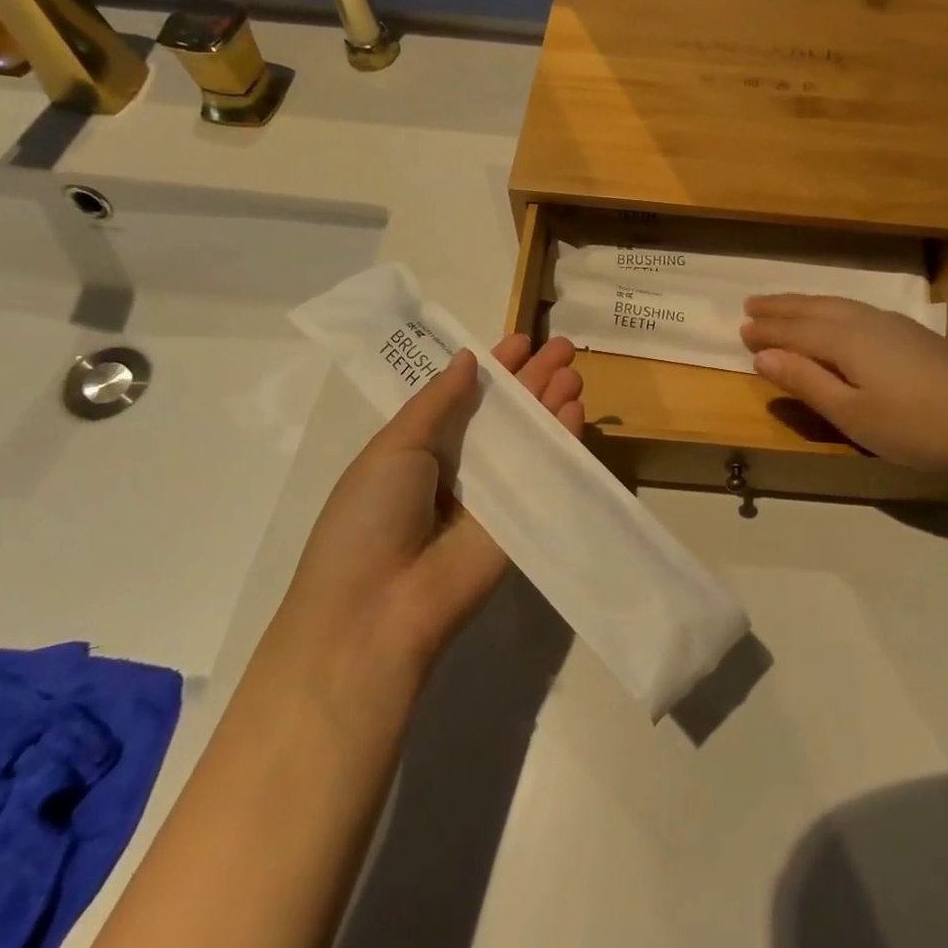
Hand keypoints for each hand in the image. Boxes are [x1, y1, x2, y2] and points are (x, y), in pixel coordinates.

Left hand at [275, 334, 582, 694]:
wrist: (379, 607)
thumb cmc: (371, 515)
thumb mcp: (394, 446)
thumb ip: (437, 401)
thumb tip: (469, 359)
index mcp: (423, 447)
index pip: (467, 396)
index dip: (494, 367)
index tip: (522, 339)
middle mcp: (462, 467)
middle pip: (506, 414)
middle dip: (534, 379)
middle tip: (564, 347)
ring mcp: (495, 496)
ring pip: (530, 439)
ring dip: (553, 404)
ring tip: (575, 371)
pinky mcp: (522, 522)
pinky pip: (545, 475)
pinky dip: (562, 442)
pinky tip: (576, 411)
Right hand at [741, 295, 947, 483]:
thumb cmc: (914, 425)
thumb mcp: (850, 413)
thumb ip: (806, 382)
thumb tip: (763, 357)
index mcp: (844, 340)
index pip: (794, 331)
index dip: (767, 331)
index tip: (740, 330)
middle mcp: (865, 322)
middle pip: (814, 309)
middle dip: (781, 308)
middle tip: (751, 305)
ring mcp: (894, 325)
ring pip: (838, 305)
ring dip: (806, 304)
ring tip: (786, 306)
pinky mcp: (915, 335)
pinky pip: (857, 311)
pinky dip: (833, 309)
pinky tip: (839, 318)